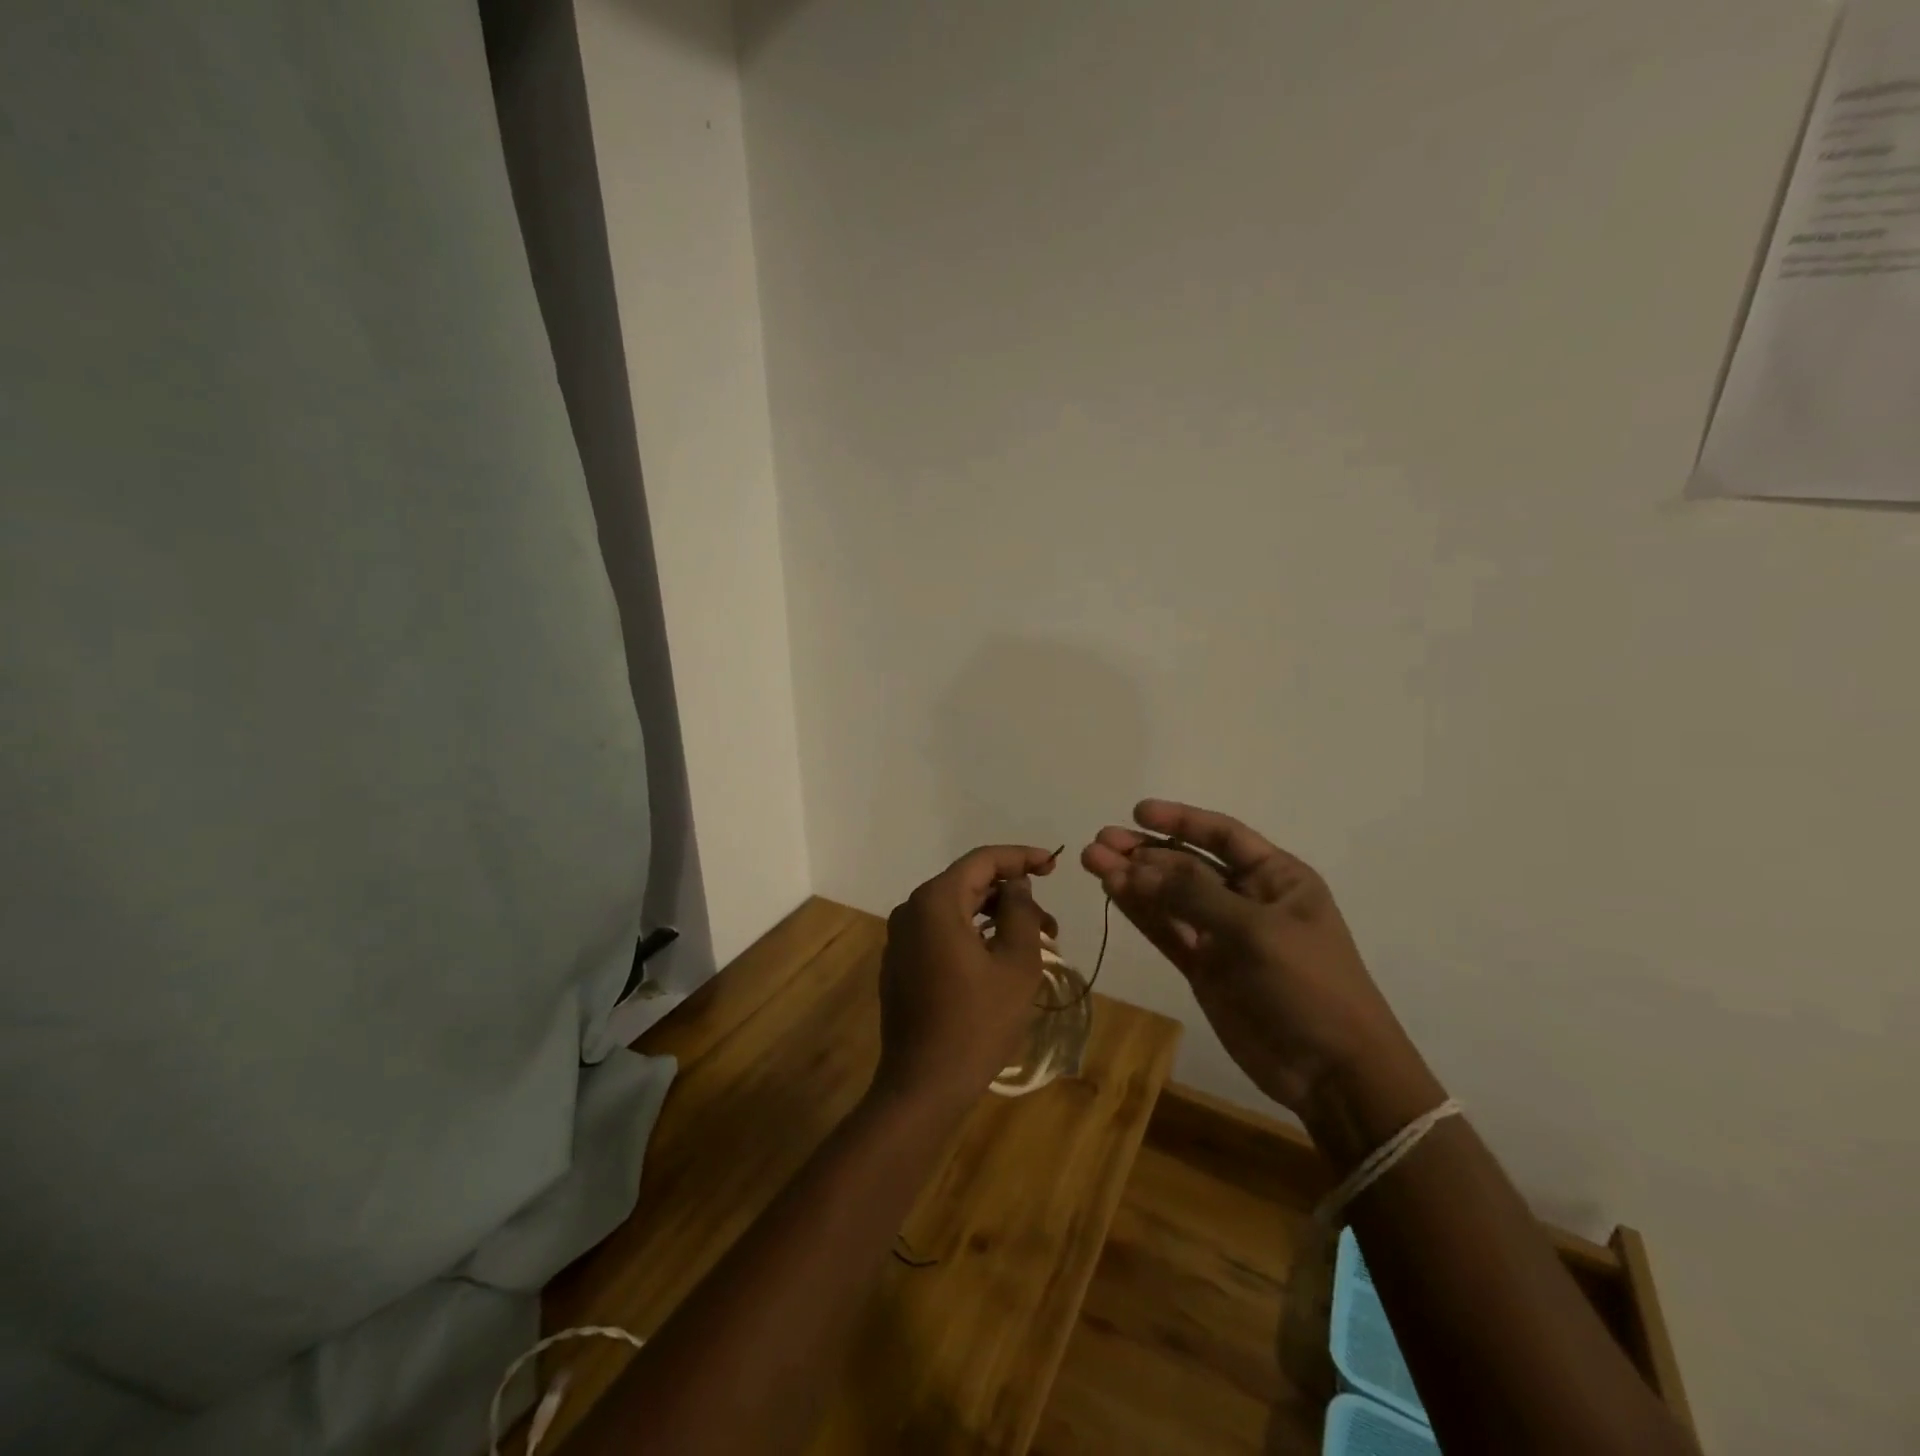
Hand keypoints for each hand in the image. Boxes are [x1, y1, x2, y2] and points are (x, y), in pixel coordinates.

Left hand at [875, 845, 1058, 1116]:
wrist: (923, 1085)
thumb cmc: (977, 1022)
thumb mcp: (1015, 964)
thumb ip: (1020, 912)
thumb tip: (1017, 884)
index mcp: (935, 902)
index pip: (982, 860)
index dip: (1021, 857)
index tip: (1055, 864)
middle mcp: (911, 910)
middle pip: (968, 884)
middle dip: (1012, 895)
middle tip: (1051, 922)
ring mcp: (901, 938)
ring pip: (956, 910)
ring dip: (995, 917)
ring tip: (1034, 943)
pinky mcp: (901, 963)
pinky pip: (941, 933)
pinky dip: (973, 935)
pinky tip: (999, 959)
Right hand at [1082, 800, 1412, 1117]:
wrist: (1333, 1074)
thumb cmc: (1309, 985)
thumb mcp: (1256, 931)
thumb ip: (1193, 896)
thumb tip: (1135, 867)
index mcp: (1277, 878)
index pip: (1223, 835)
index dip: (1181, 820)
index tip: (1138, 812)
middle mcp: (1247, 899)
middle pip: (1188, 863)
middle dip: (1145, 850)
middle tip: (1100, 841)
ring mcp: (1223, 935)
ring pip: (1169, 897)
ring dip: (1133, 878)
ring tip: (1091, 860)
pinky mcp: (1204, 968)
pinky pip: (1167, 930)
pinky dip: (1140, 911)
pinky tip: (1112, 891)